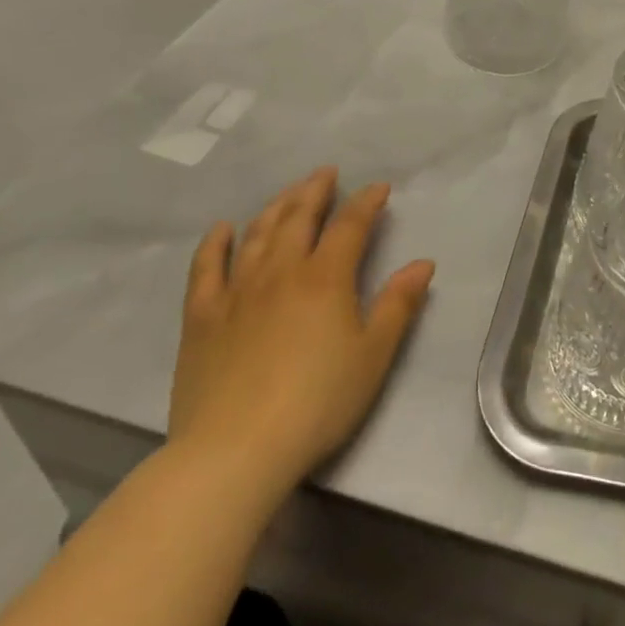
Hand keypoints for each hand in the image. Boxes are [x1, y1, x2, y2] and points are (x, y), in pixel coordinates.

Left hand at [169, 168, 434, 497]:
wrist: (234, 452)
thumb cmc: (317, 402)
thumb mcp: (373, 355)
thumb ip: (398, 304)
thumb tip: (422, 263)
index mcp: (326, 278)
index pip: (350, 225)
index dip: (366, 202)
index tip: (378, 188)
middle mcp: (281, 272)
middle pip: (298, 218)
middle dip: (316, 191)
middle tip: (326, 173)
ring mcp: (236, 293)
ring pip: (257, 235)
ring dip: (276, 207)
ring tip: (289, 193)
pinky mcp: (201, 318)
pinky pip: (205, 269)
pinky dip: (215, 244)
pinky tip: (223, 228)